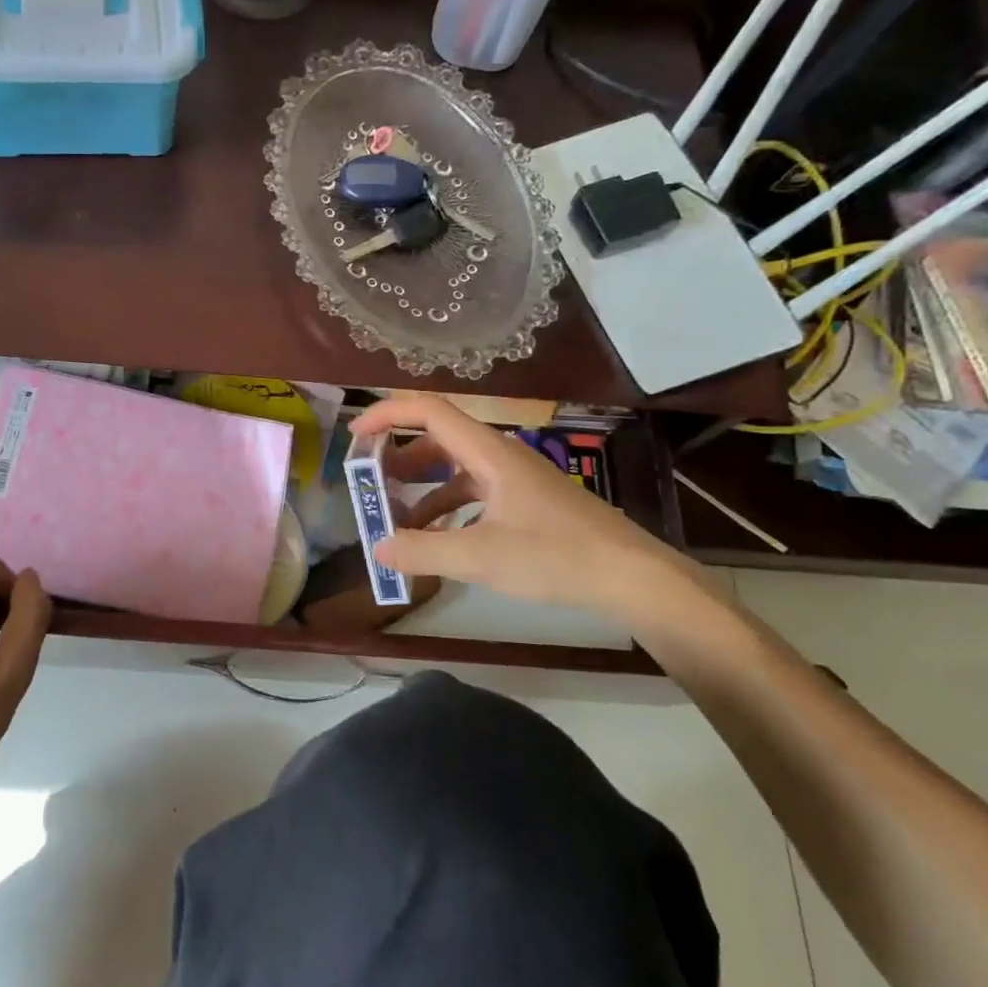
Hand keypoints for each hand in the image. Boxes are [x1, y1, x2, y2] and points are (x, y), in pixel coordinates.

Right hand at [352, 396, 707, 625]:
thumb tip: (378, 548)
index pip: (429, 411)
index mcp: (488, 453)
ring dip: (422, 489)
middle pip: (439, 439)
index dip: (387, 414)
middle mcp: (500, 456)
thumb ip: (422, 551)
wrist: (632, 575)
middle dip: (398, 457)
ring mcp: (516, 480)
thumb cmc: (555, 555)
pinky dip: (448, 509)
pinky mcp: (527, 503)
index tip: (355, 436)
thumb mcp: (479, 556)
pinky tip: (438, 540)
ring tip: (396, 519)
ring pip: (456, 470)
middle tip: (370, 483)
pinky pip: (475, 494)